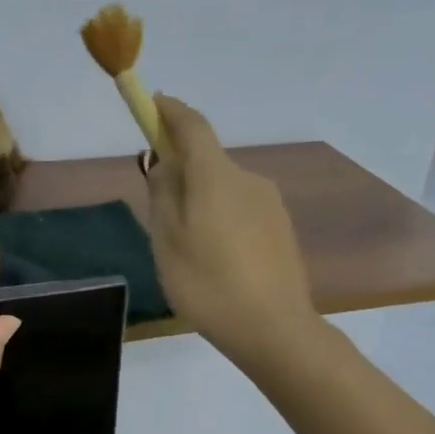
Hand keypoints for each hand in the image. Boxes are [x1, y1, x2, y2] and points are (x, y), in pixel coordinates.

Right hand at [146, 96, 317, 366]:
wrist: (273, 328)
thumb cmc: (208, 284)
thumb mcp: (167, 242)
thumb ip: (162, 195)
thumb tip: (164, 162)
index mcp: (216, 176)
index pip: (192, 125)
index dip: (170, 112)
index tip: (153, 105)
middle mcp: (248, 178)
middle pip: (208, 161)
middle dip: (182, 171)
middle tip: (159, 208)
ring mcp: (270, 203)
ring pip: (224, 189)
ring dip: (203, 200)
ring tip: (188, 247)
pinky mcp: (281, 228)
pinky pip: (242, 210)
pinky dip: (222, 219)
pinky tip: (217, 259)